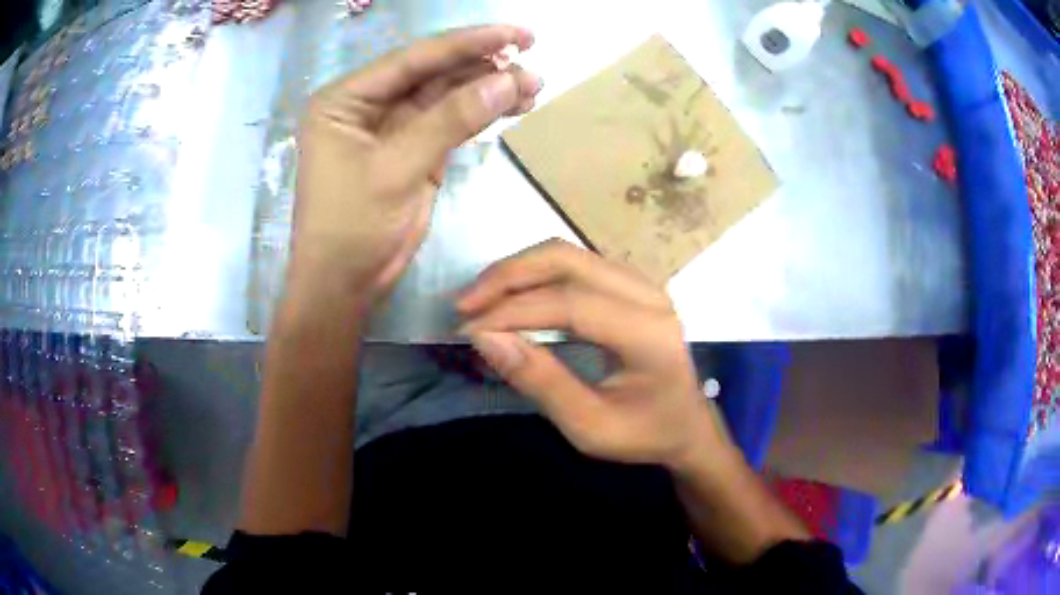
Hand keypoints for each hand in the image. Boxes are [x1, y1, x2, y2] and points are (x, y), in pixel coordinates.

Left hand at [290, 25, 541, 305]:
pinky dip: (481, 115)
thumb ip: (451, 120)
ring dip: (488, 90)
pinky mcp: (412, 150)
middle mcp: (366, 105)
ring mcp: (391, 127)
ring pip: (446, 96)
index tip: (516, 34)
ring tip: (533, 86)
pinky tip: (513, 106)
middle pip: (431, 73)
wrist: (345, 285)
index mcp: (345, 99)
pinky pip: (451, 122)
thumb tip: (509, 80)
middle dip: (482, 66)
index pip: (412, 59)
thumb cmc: (352, 227)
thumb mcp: (397, 169)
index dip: (466, 43)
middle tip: (532, 61)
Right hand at [457, 239, 726, 468]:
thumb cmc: (644, 433)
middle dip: (508, 275)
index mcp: (648, 333)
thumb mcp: (590, 427)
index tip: (468, 329)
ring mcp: (642, 283)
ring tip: (480, 299)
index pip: (570, 303)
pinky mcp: (630, 284)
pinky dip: (536, 274)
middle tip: (464, 304)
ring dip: (518, 270)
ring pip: (568, 254)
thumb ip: (541, 382)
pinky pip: (576, 263)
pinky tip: (512, 294)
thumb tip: (486, 339)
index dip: (513, 310)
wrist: (686, 425)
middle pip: (567, 259)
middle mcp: (649, 295)